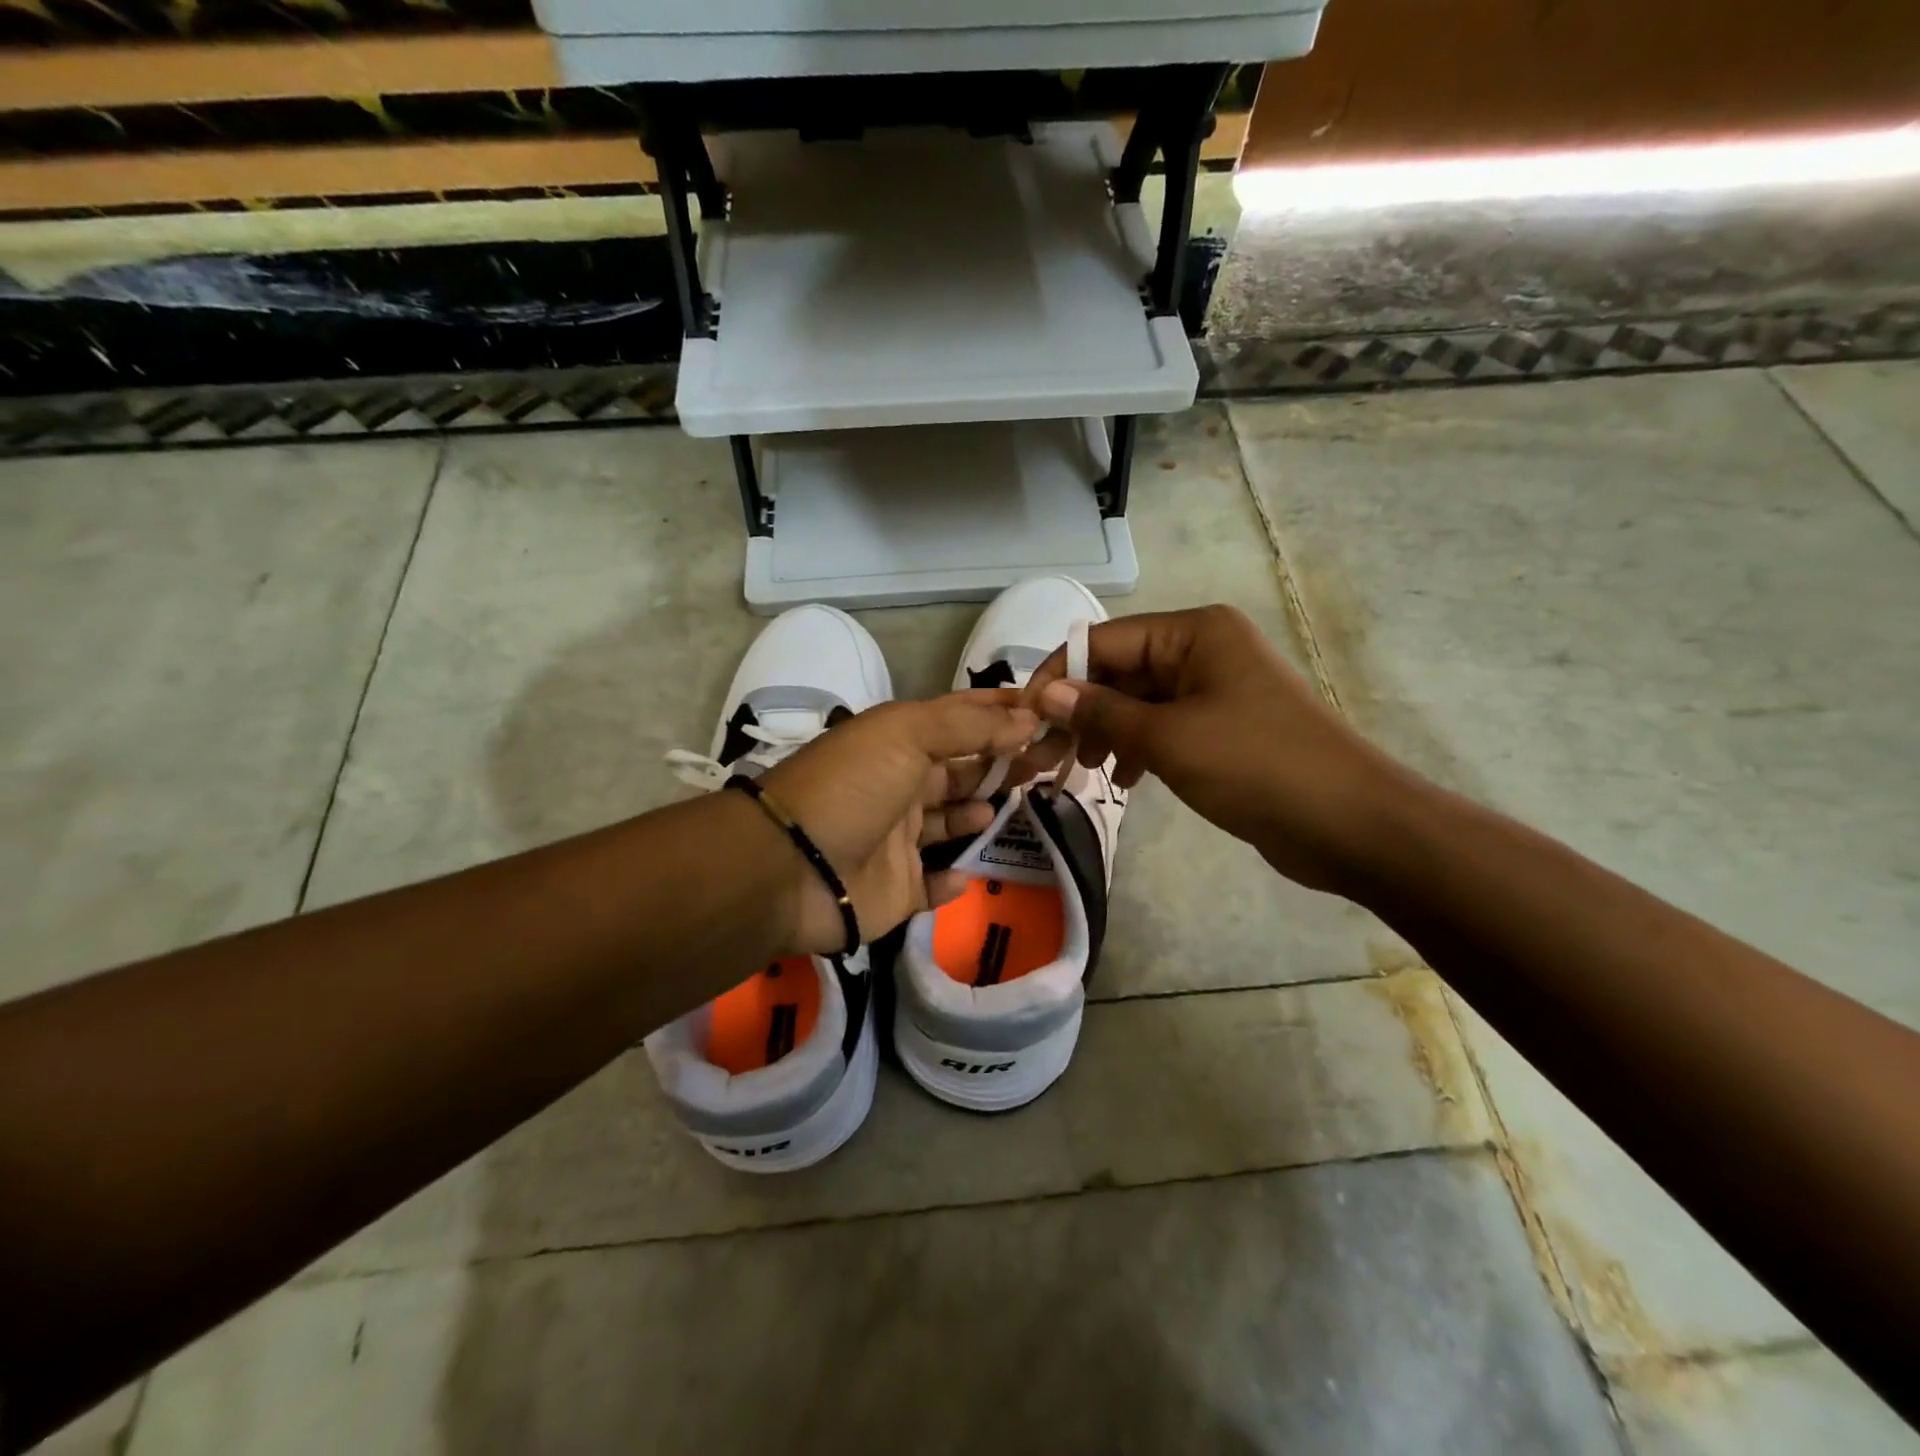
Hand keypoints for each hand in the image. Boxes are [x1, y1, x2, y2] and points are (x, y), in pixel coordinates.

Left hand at [757, 691, 1041, 955]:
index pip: (958, 720)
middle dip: (1002, 762)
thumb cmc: (851, 787)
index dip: (999, 713)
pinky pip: (932, 886)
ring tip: (1014, 804)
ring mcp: (897, 842)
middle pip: (961, 771)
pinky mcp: (896, 891)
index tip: (1046, 711)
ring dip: (980, 813)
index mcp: (898, 745)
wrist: (791, 867)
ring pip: (949, 824)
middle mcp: (899, 788)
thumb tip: (1027, 717)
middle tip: (1050, 759)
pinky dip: (952, 879)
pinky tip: (966, 872)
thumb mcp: (906, 734)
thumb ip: (968, 726)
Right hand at [1020, 605, 1410, 894]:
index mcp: (1194, 632)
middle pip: (1121, 670)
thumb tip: (1044, 694)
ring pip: (1139, 701)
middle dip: (1082, 710)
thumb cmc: (1254, 766)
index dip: (1060, 676)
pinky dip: (1138, 748)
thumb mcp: (1167, 737)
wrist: (1349, 823)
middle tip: (1047, 755)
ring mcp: (1216, 689)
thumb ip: (1101, 711)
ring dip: (1106, 732)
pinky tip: (1124, 778)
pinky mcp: (1224, 726)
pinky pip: (1164, 726)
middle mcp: (1204, 650)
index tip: (1024, 718)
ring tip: (1082, 770)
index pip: (1105, 641)